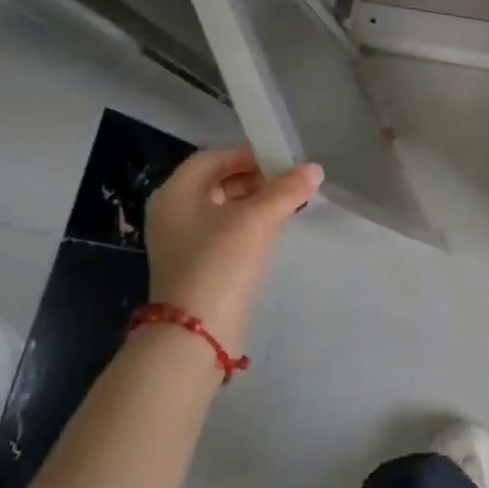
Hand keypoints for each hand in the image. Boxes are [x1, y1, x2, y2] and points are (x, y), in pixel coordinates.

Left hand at [144, 148, 322, 353]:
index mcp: (177, 192)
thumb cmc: (221, 261)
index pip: (214, 158)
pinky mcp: (197, 266)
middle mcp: (174, 212)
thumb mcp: (259, 219)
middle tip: (292, 184)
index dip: (249, 154)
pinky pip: (225, 234)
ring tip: (291, 206)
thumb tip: (314, 169)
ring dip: (257, 204)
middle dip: (257, 179)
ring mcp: (183, 242)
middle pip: (219, 182)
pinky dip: (250, 227)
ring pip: (225, 209)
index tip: (284, 161)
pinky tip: (275, 233)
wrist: (197, 333)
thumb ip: (288, 189)